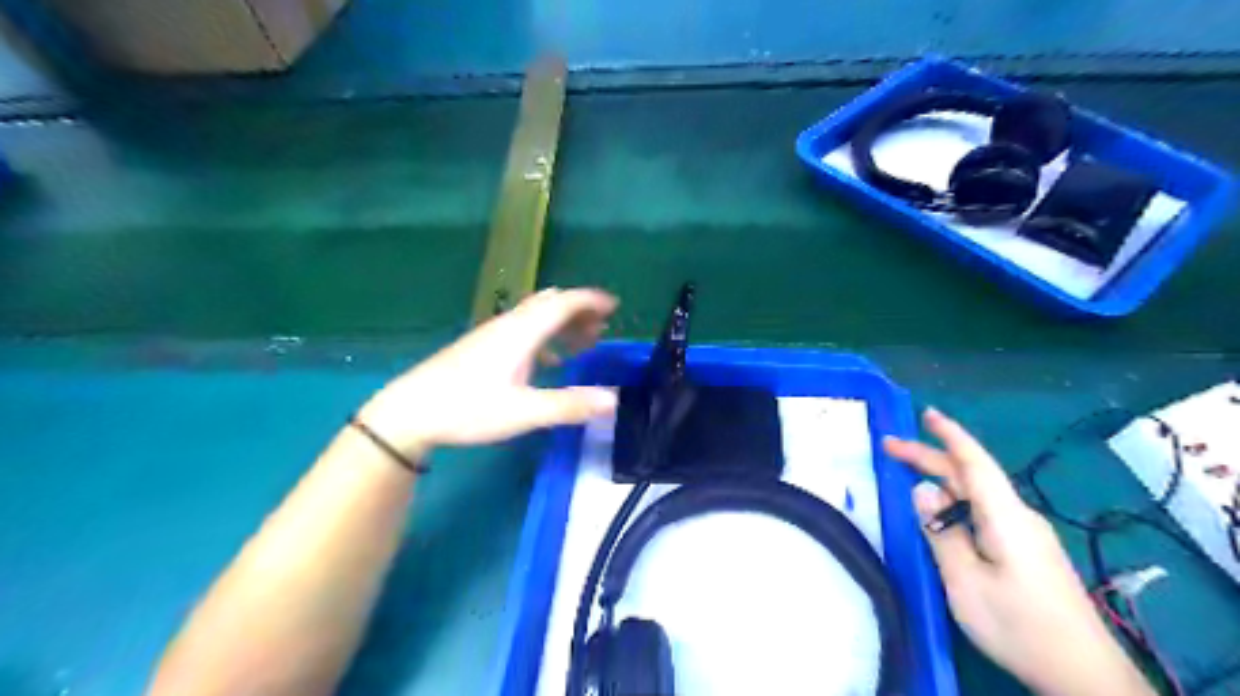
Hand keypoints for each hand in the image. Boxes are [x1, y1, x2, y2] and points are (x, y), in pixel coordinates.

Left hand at [359, 286, 619, 459]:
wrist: (409, 412)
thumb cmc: (467, 408)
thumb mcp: (523, 412)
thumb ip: (569, 405)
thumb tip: (613, 400)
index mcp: (522, 333)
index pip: (563, 303)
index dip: (591, 300)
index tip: (615, 306)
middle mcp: (509, 326)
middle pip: (550, 305)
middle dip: (579, 312)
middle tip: (602, 329)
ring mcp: (492, 335)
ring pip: (535, 317)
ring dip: (562, 324)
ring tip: (583, 343)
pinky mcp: (482, 348)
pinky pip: (523, 331)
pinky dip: (545, 338)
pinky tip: (549, 363)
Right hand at [882, 407, 1151, 695]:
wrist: (1082, 674)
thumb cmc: (1016, 624)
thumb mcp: (964, 580)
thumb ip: (941, 531)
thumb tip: (922, 489)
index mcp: (1005, 517)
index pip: (973, 462)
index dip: (948, 434)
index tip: (925, 412)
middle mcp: (1018, 517)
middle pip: (971, 476)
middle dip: (930, 458)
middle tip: (890, 447)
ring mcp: (1026, 535)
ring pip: (978, 496)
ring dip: (942, 481)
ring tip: (909, 477)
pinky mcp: (1028, 553)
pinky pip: (985, 514)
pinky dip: (956, 502)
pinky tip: (943, 514)